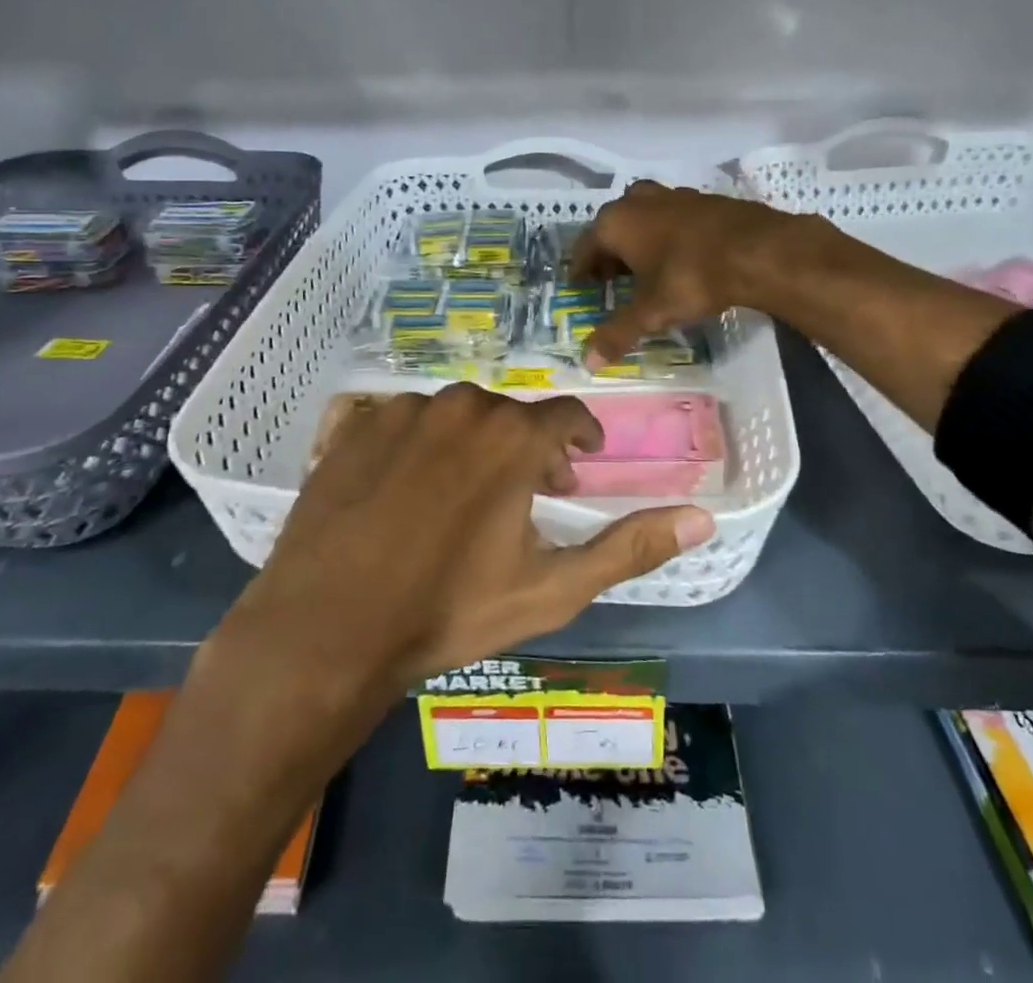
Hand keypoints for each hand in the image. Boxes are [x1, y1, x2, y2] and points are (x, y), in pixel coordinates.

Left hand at [232, 385, 715, 696]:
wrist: (329, 626)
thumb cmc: (449, 610)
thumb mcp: (552, 588)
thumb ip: (629, 547)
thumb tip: (704, 518)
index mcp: (513, 436)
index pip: (566, 415)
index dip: (579, 438)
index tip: (579, 464)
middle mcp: (462, 405)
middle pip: (510, 414)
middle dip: (528, 447)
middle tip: (527, 493)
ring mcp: (403, 410)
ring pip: (457, 414)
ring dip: (473, 443)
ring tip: (465, 493)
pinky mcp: (357, 424)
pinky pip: (404, 420)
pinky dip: (420, 445)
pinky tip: (407, 489)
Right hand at [570, 181, 802, 368]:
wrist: (757, 249)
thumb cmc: (691, 277)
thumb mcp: (651, 312)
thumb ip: (618, 334)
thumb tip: (588, 363)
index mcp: (615, 222)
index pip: (584, 247)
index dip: (581, 270)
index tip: (582, 288)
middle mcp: (637, 201)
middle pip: (612, 229)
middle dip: (609, 255)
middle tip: (612, 283)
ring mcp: (672, 195)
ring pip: (643, 218)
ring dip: (638, 242)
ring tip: (645, 271)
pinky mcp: (702, 198)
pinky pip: (671, 217)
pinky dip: (666, 236)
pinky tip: (680, 258)